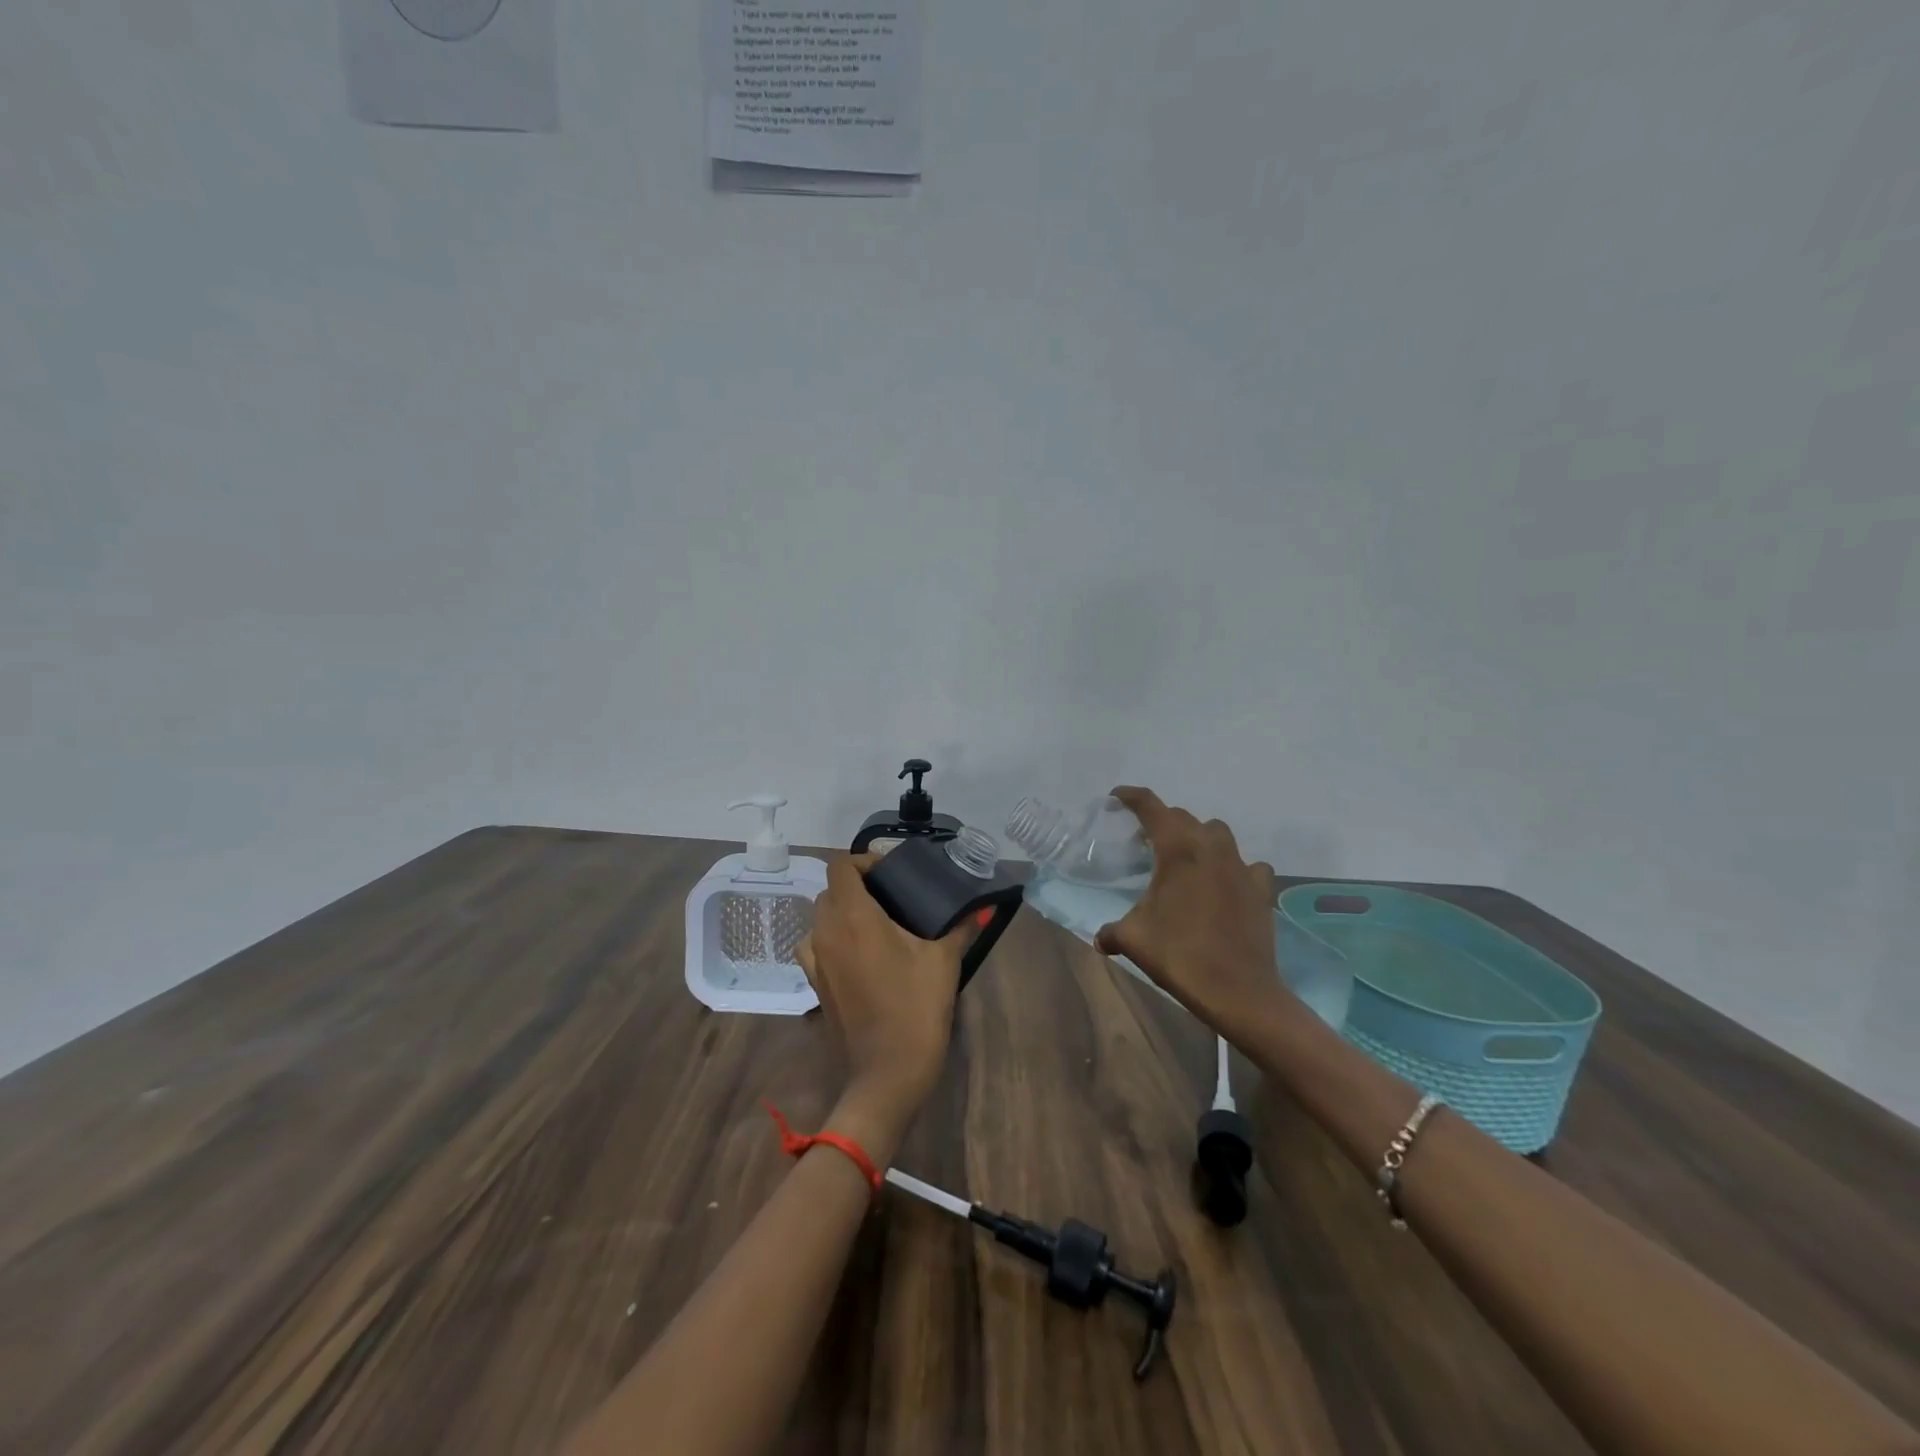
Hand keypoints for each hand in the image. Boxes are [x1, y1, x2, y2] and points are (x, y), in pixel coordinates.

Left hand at [795, 854, 976, 1154]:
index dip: (863, 861)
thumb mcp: (944, 962)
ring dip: (842, 912)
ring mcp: (815, 961)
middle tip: (892, 897)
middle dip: (856, 886)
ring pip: (820, 919)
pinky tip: (859, 954)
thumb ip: (960, 927)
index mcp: (854, 917)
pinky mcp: (815, 985)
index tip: (891, 873)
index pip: (841, 867)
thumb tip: (978, 908)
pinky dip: (832, 940)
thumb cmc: (916, 1009)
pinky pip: (816, 947)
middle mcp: (826, 933)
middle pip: (830, 891)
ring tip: (876, 924)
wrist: (887, 1074)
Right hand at [1093, 787, 1286, 1035]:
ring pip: (1218, 833)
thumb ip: (1111, 932)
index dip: (1132, 797)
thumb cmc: (1180, 956)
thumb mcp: (1133, 939)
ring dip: (1199, 837)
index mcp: (1178, 850)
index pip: (1152, 807)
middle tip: (1145, 839)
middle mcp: (1211, 848)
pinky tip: (1225, 883)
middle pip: (1183, 818)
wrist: (1238, 990)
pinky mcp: (1261, 889)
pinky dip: (1234, 867)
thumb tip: (1100, 939)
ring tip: (1186, 858)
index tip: (1118, 797)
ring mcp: (1241, 867)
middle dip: (1162, 821)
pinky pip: (1248, 865)